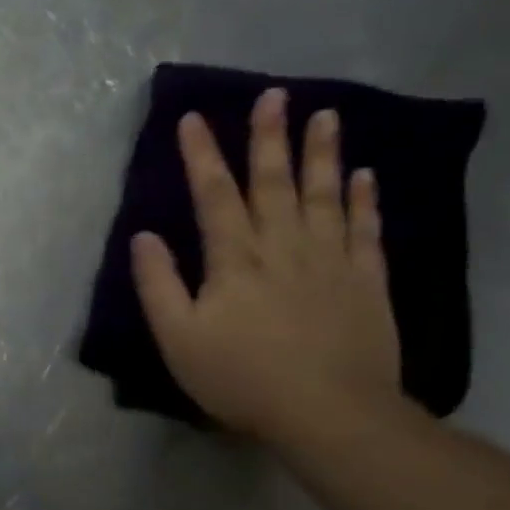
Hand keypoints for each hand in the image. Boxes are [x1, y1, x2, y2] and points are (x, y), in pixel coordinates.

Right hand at [131, 87, 402, 447]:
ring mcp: (331, 261)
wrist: (329, 414)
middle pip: (273, 183)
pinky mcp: (366, 282)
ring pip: (324, 196)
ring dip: (321, 154)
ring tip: (325, 115)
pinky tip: (363, 175)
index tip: (193, 118)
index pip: (214, 195)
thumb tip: (143, 236)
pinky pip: (366, 230)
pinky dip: (364, 200)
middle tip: (273, 95)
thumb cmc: (239, 377)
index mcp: (234, 260)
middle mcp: (283, 248)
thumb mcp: (178, 337)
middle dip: (269, 137)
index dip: (202, 155)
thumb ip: (158, 284)